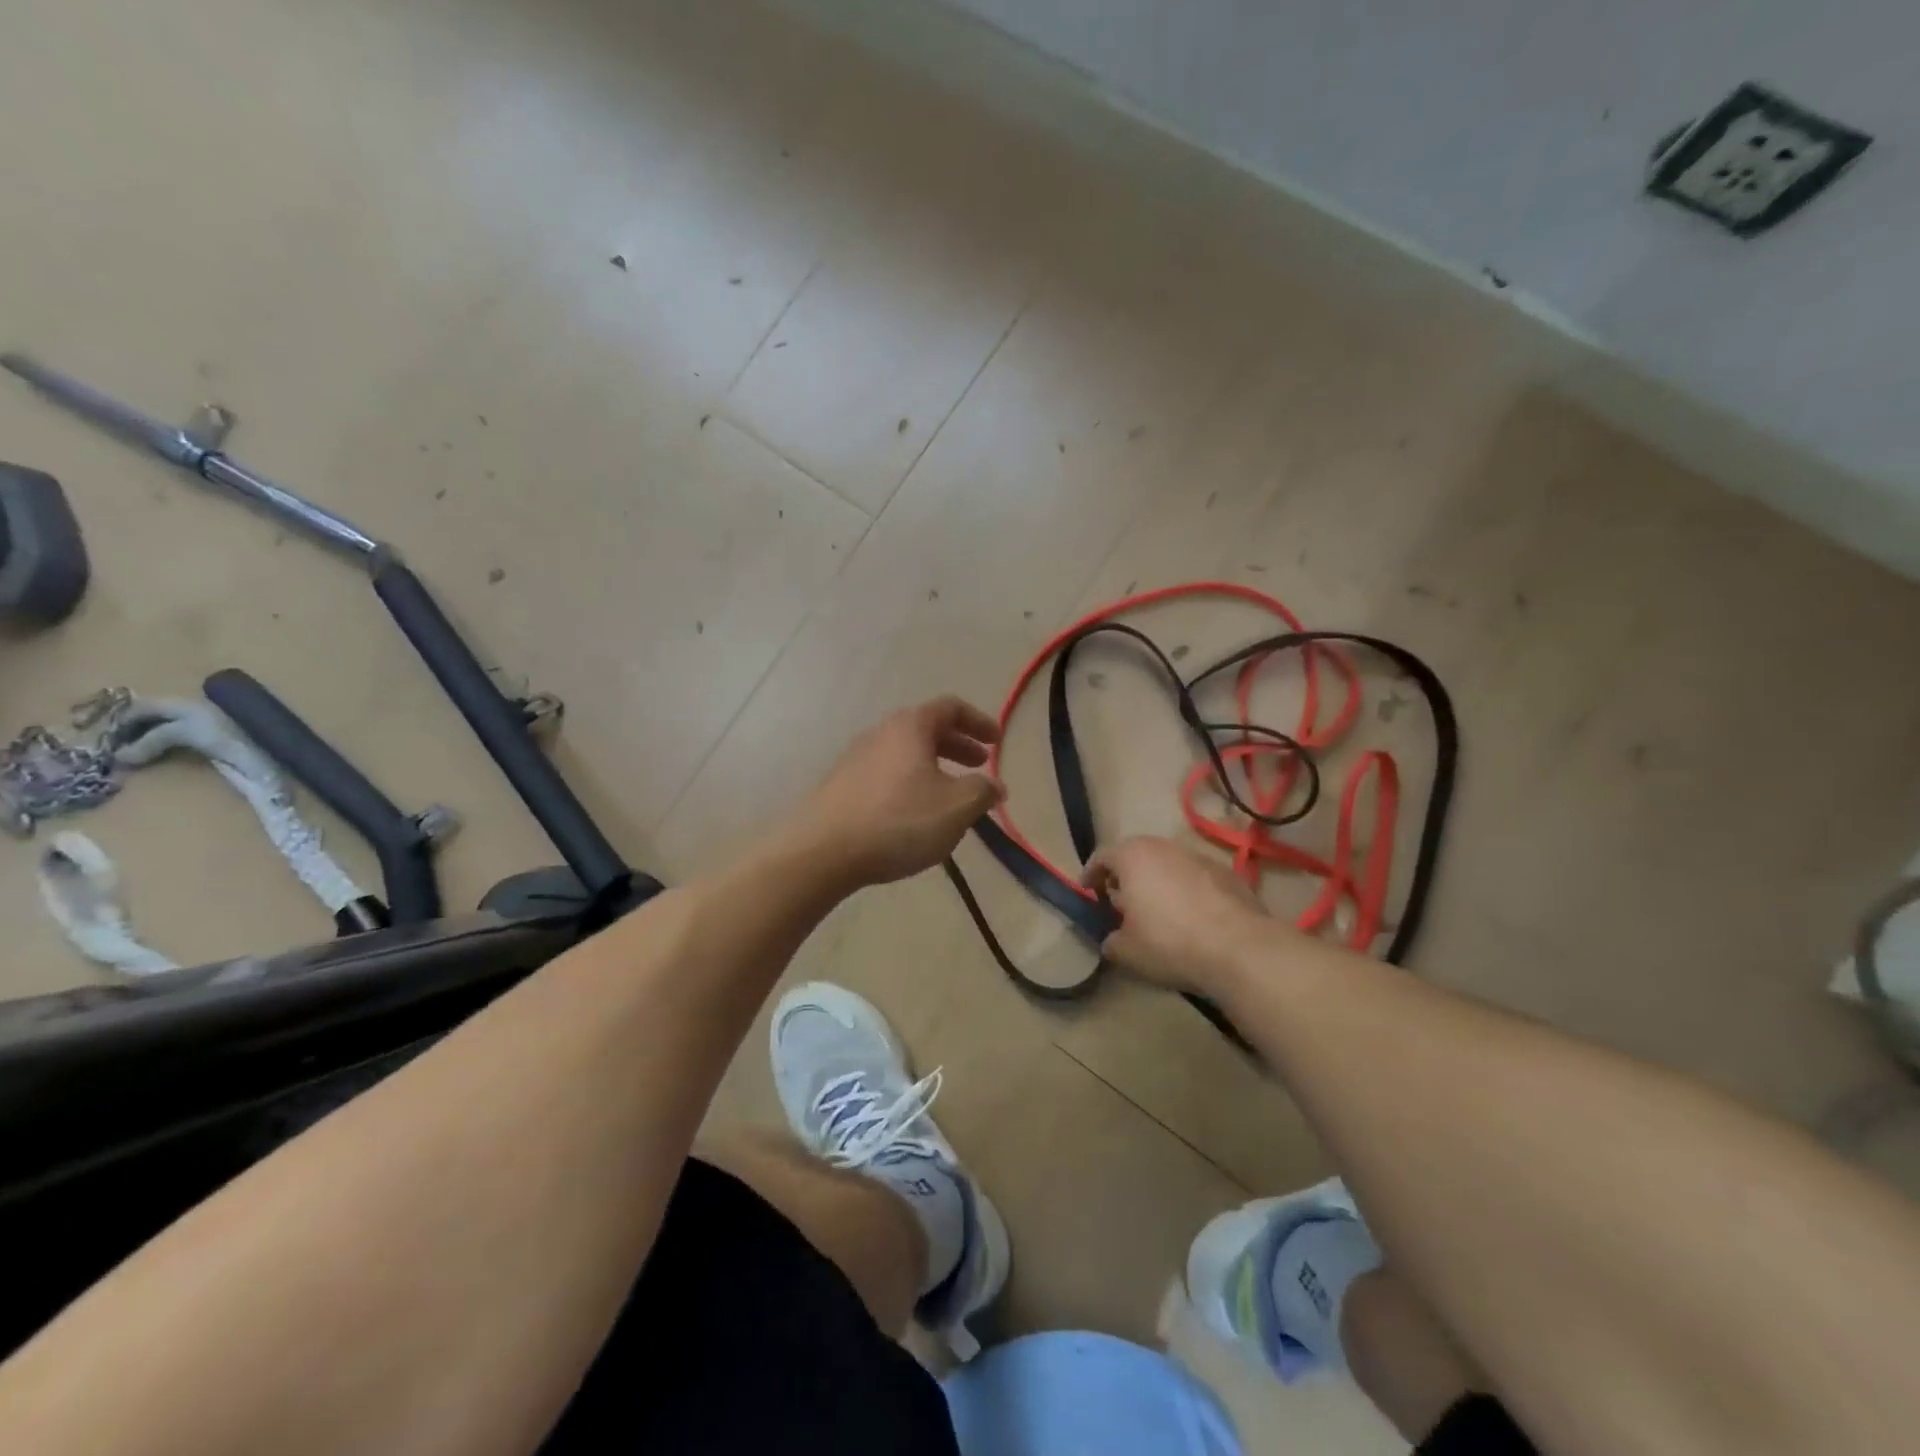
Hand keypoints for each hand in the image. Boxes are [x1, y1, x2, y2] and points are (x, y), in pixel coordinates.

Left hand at [792, 696, 1003, 888]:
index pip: (951, 707)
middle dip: (958, 745)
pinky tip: (916, 813)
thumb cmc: (899, 821)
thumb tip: (994, 786)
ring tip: (951, 794)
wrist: (823, 851)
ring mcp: (856, 758)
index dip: (979, 721)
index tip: (996, 741)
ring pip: (906, 753)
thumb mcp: (956, 807)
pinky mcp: (842, 786)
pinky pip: (887, 774)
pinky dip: (911, 783)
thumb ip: (982, 791)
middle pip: (927, 729)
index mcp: (910, 726)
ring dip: (935, 766)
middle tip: (980, 765)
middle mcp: (881, 733)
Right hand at [1083, 836, 1272, 993]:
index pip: (1102, 856)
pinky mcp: (1228, 873)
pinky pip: (1195, 877)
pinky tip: (1191, 917)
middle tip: (1121, 901)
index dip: (1091, 874)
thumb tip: (1113, 939)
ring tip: (1158, 910)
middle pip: (1136, 854)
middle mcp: (1164, 847)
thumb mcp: (1127, 951)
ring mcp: (1199, 857)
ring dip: (1158, 881)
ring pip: (1168, 864)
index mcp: (1133, 857)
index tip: (1087, 890)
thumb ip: (1111, 940)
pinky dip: (1186, 890)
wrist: (1239, 948)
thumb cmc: (1169, 942)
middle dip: (1126, 875)